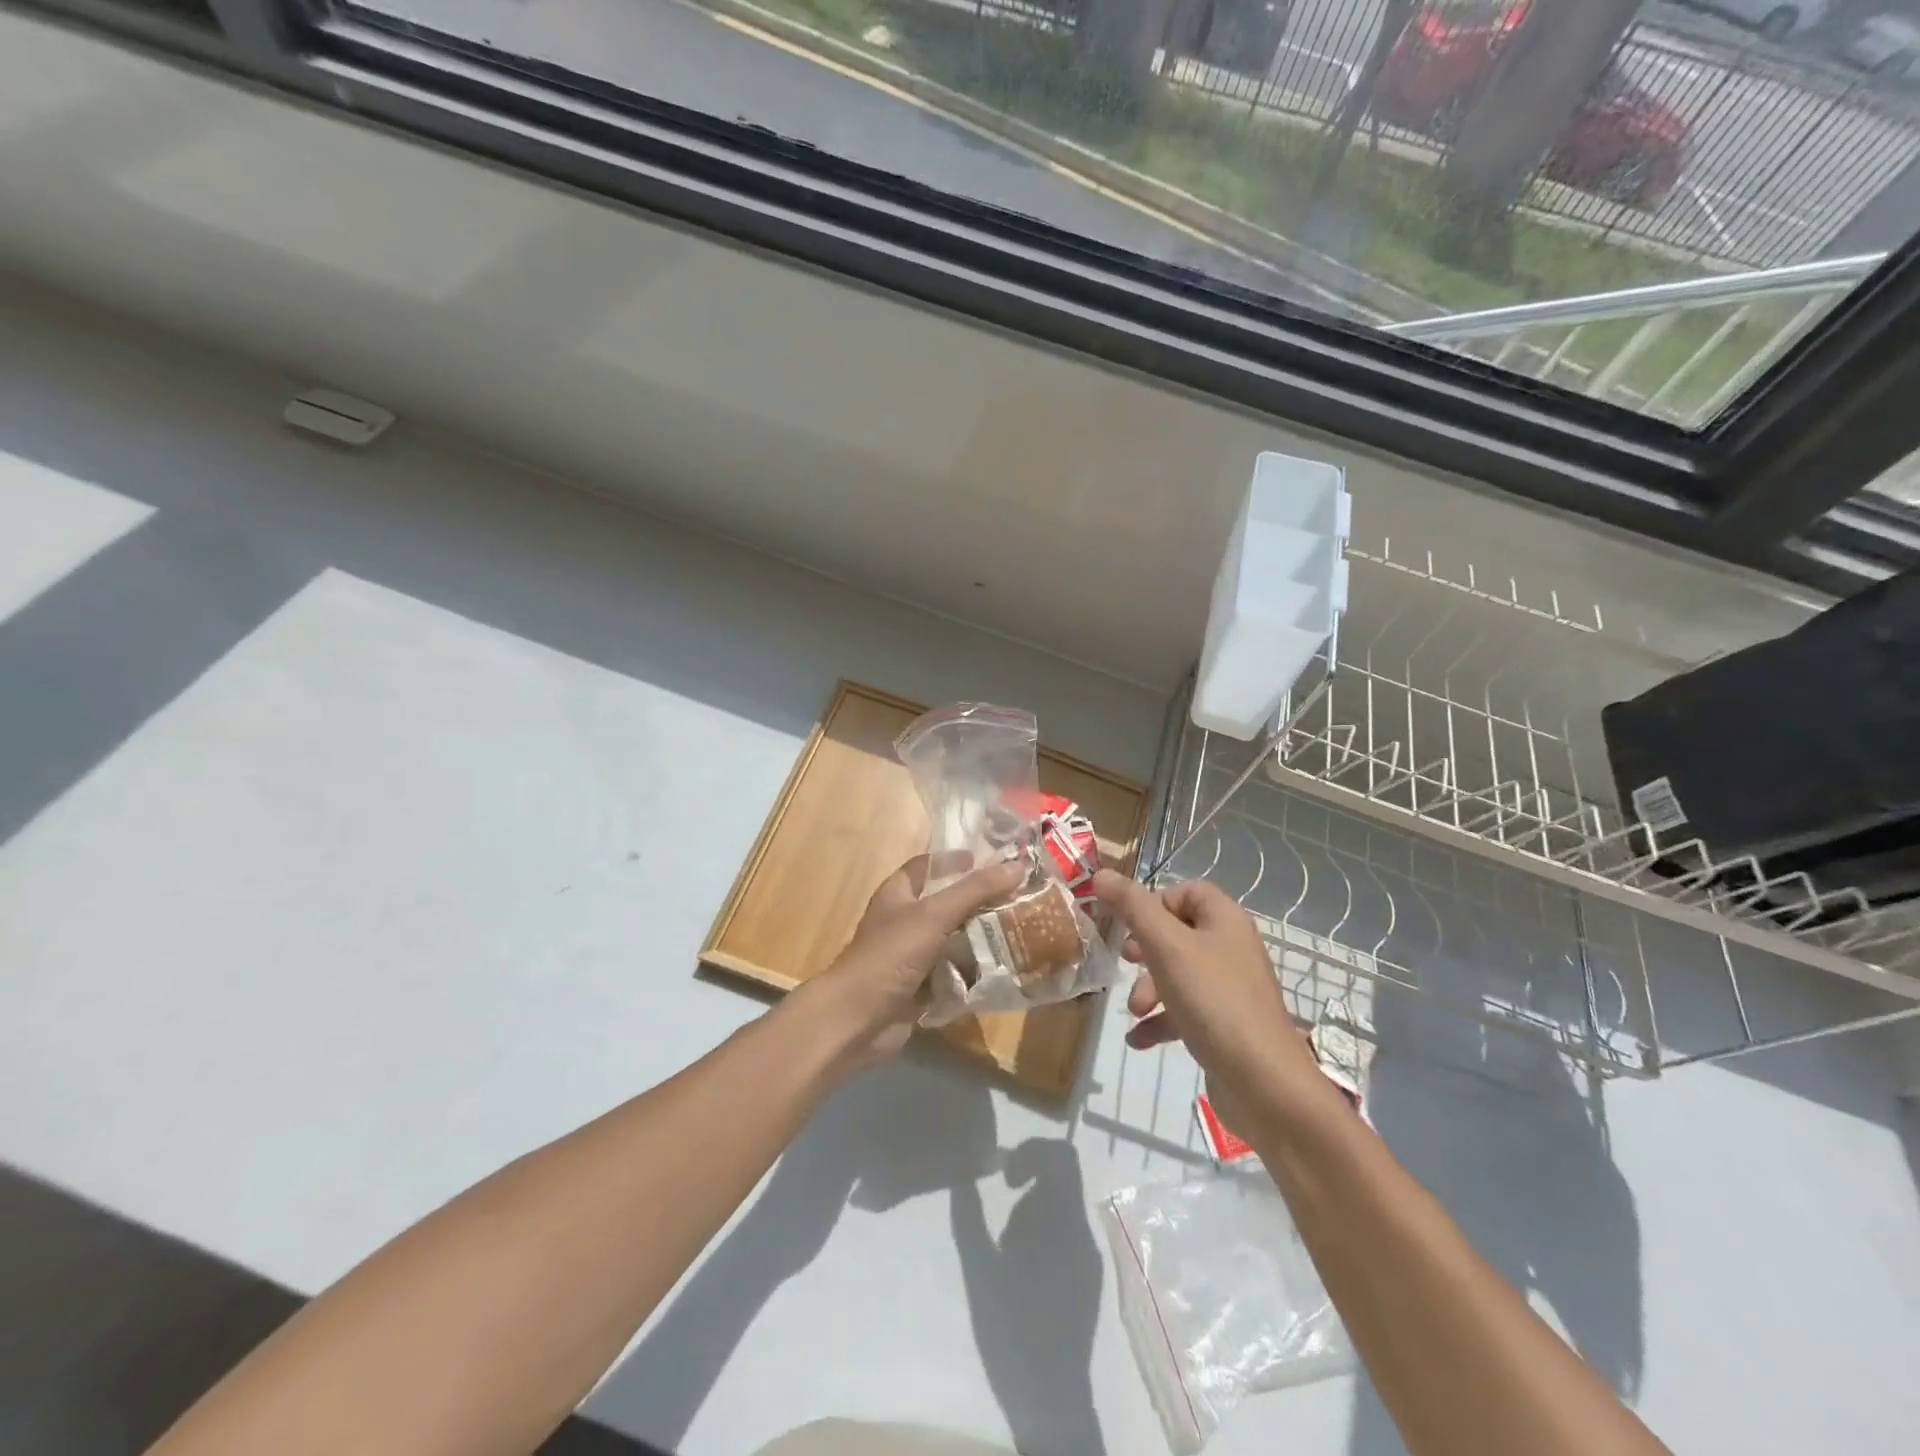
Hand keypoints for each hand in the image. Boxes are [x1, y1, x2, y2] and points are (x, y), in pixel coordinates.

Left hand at [801, 854, 1024, 1074]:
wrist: (858, 1019)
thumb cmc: (890, 955)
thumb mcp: (934, 915)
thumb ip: (975, 890)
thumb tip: (1017, 866)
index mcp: (898, 894)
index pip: (927, 866)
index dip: (954, 861)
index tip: (988, 860)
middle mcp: (904, 921)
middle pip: (946, 904)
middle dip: (979, 902)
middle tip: (1019, 897)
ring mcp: (912, 957)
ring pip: (954, 940)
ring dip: (981, 938)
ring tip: (1022, 930)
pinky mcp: (921, 988)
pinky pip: (954, 974)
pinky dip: (975, 972)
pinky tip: (1006, 967)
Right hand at [1091, 870, 1319, 1098]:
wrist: (1263, 1083)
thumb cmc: (1213, 1001)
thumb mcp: (1166, 946)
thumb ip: (1132, 907)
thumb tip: (1101, 874)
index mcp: (1224, 920)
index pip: (1186, 891)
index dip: (1153, 902)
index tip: (1127, 923)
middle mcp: (1230, 947)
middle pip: (1177, 932)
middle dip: (1145, 949)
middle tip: (1126, 960)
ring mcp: (1229, 988)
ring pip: (1177, 973)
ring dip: (1148, 988)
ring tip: (1133, 1010)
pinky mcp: (1225, 1024)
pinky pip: (1185, 1010)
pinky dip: (1160, 1020)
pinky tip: (1138, 1040)